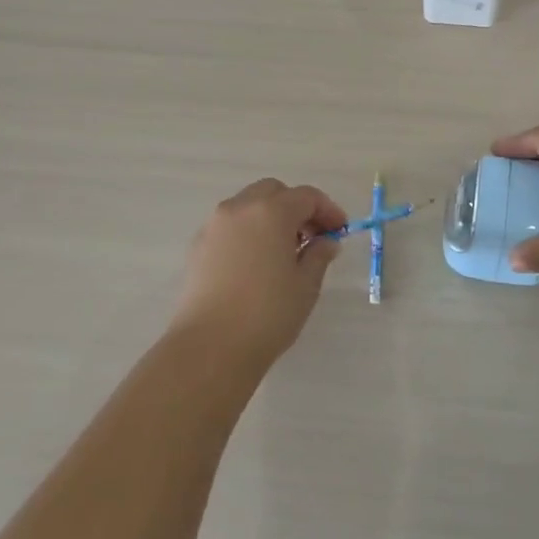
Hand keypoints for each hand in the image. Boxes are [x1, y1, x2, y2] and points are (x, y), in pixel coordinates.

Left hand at [174, 179, 346, 365]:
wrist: (210, 346)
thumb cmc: (268, 313)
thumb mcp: (306, 285)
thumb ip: (319, 255)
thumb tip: (326, 241)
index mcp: (271, 211)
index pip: (306, 197)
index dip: (328, 210)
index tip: (340, 231)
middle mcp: (240, 208)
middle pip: (273, 192)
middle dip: (296, 208)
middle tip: (312, 236)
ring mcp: (214, 225)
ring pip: (248, 206)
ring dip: (270, 217)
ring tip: (284, 251)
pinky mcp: (198, 246)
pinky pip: (230, 226)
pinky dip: (248, 232)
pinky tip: (256, 263)